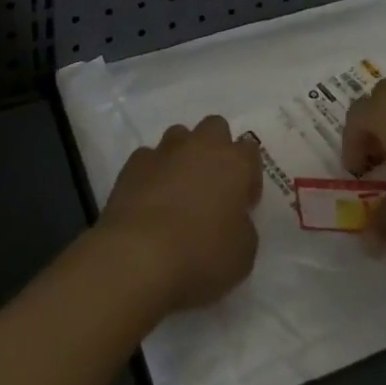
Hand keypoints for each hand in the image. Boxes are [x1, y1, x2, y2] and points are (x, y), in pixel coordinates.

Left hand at [95, 116, 263, 314]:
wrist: (138, 256)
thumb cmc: (200, 256)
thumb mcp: (242, 255)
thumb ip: (243, 227)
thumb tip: (233, 218)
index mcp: (235, 164)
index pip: (250, 151)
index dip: (248, 176)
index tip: (242, 203)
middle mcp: (202, 146)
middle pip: (215, 128)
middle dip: (216, 149)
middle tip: (212, 186)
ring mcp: (165, 150)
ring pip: (180, 136)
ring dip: (183, 155)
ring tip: (177, 190)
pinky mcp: (134, 162)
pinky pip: (149, 158)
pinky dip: (153, 172)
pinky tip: (149, 199)